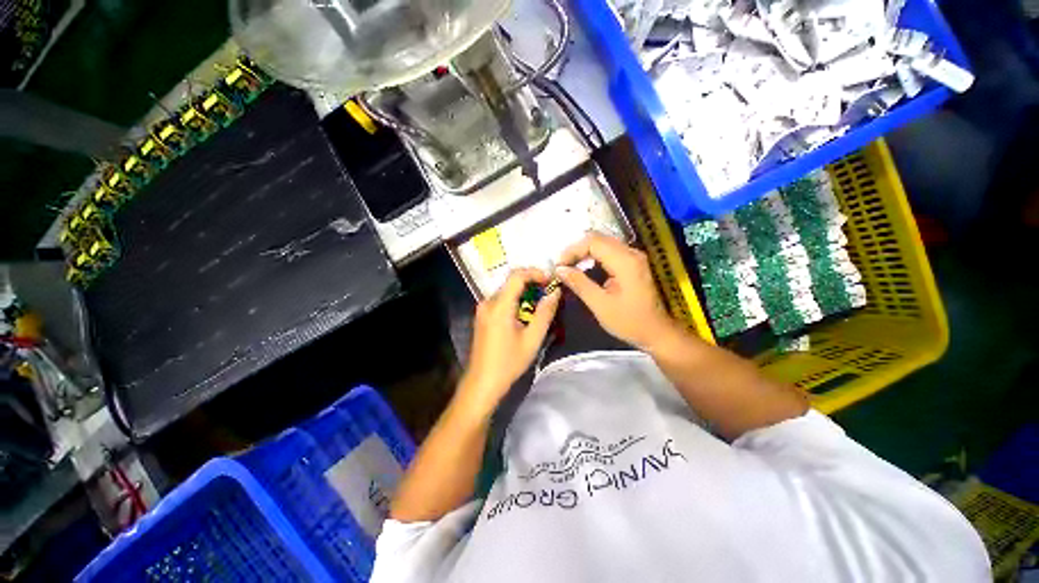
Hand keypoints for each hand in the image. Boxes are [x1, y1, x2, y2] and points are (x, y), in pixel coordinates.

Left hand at [458, 268, 560, 415]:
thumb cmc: (509, 363)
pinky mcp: (482, 316)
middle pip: (511, 281)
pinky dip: (515, 301)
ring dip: (524, 293)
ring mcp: (483, 309)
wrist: (482, 382)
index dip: (535, 273)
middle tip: (549, 293)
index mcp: (499, 306)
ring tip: (540, 304)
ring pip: (506, 291)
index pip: (516, 276)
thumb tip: (555, 292)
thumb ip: (545, 313)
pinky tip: (525, 314)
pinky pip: (501, 300)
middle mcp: (488, 302)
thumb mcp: (532, 339)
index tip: (550, 280)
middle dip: (531, 283)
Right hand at [556, 233, 675, 350]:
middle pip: (598, 239)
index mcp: (625, 261)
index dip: (572, 250)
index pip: (593, 242)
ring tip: (568, 266)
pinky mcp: (632, 263)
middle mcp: (631, 253)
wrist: (657, 332)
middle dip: (576, 249)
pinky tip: (583, 267)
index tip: (559, 265)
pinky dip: (592, 256)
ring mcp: (633, 256)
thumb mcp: (601, 305)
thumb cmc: (630, 322)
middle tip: (561, 266)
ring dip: (583, 252)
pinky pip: (608, 251)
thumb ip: (579, 284)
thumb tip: (560, 269)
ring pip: (602, 243)